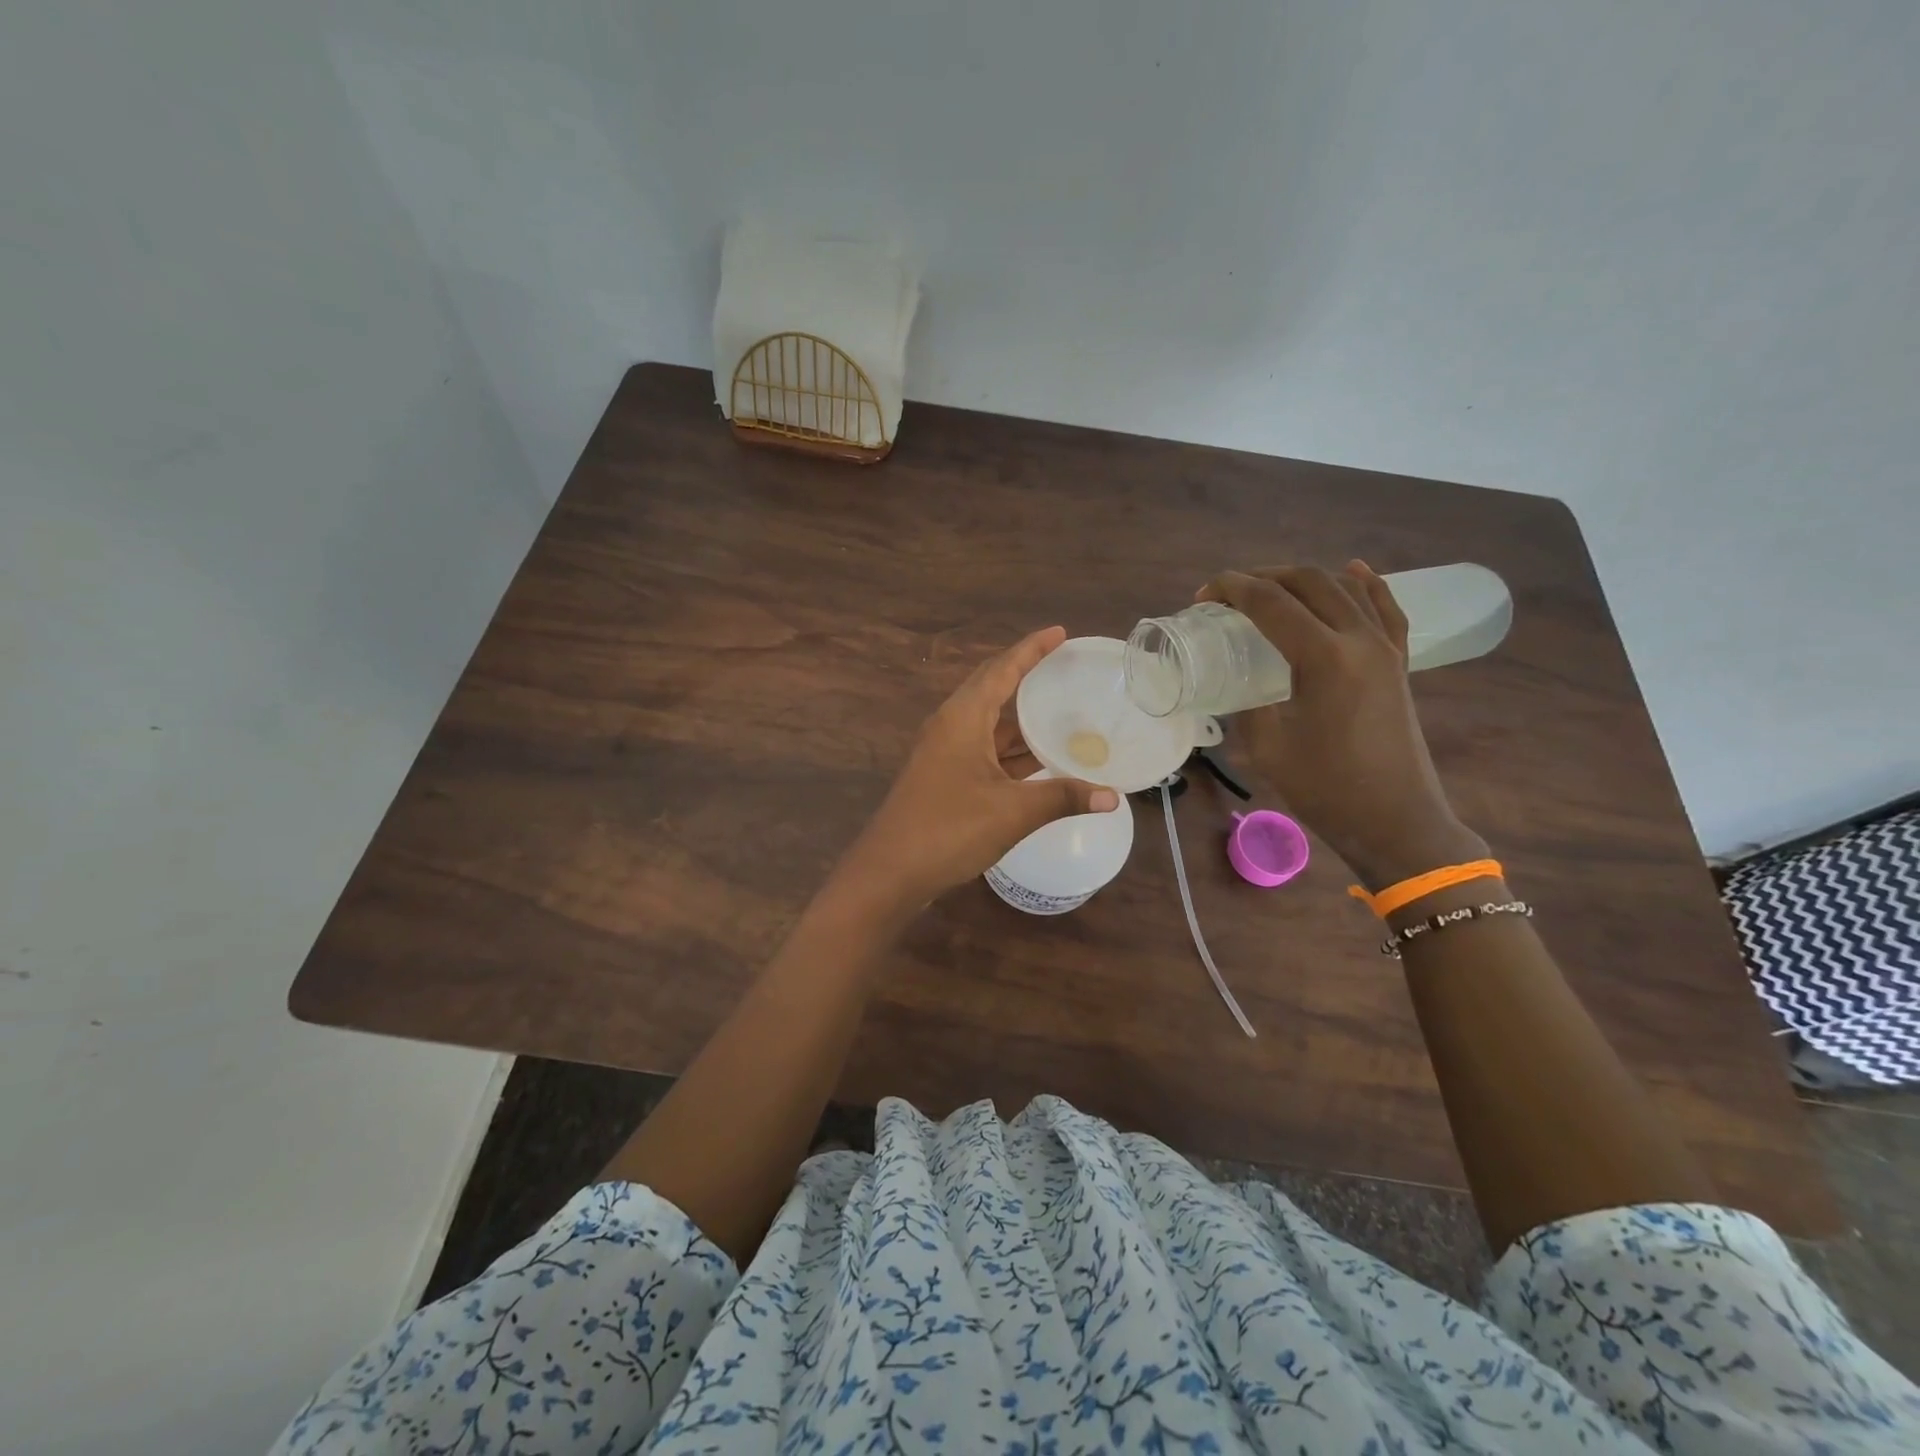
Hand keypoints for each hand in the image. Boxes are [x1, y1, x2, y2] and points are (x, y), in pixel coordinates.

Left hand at [837, 627, 1119, 905]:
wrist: (890, 872)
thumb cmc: (949, 829)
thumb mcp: (1012, 812)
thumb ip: (1063, 798)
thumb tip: (1113, 797)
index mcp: (962, 718)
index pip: (1002, 669)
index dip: (1031, 649)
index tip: (1059, 632)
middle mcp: (951, 726)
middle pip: (993, 690)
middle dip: (1028, 677)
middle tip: (1065, 668)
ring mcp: (944, 752)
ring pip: (989, 724)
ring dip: (1021, 719)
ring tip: (1063, 710)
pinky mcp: (944, 777)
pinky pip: (984, 749)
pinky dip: (1012, 750)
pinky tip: (1039, 757)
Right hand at [1199, 562, 1486, 887]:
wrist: (1395, 820)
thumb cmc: (1325, 788)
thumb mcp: (1266, 746)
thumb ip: (1248, 702)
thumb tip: (1237, 680)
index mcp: (1323, 658)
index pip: (1271, 602)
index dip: (1232, 590)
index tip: (1203, 596)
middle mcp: (1359, 639)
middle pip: (1308, 582)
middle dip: (1262, 577)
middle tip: (1228, 595)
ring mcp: (1385, 648)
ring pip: (1344, 587)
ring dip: (1302, 578)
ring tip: (1269, 588)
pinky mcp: (1398, 662)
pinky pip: (1385, 608)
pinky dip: (1366, 584)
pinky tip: (1353, 570)